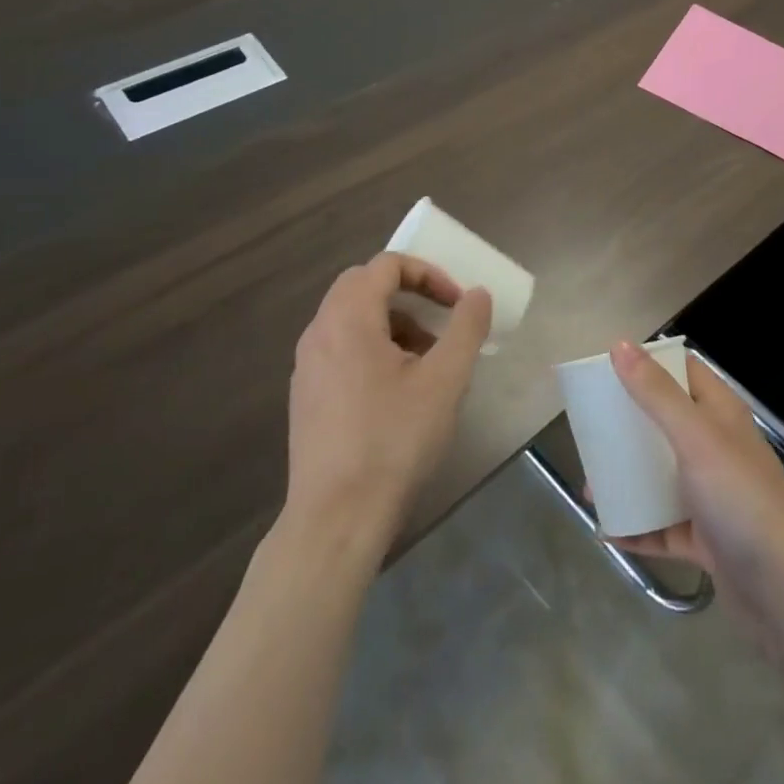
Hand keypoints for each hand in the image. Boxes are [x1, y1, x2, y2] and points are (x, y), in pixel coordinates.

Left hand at [281, 253, 491, 555]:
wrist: (336, 518)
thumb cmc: (394, 441)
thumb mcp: (445, 380)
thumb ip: (465, 327)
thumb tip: (477, 294)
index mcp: (348, 319)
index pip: (386, 265)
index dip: (428, 274)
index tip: (456, 304)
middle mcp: (319, 333)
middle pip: (363, 286)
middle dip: (408, 294)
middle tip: (440, 321)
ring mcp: (307, 367)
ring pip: (350, 319)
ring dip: (392, 322)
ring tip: (426, 360)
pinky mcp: (306, 396)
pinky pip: (340, 348)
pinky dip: (373, 347)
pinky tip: (397, 391)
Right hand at [606, 341, 783, 613]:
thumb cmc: (740, 498)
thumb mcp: (695, 437)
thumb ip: (657, 393)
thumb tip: (621, 346)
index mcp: (720, 413)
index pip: (684, 372)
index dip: (650, 364)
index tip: (607, 368)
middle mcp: (717, 447)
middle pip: (666, 423)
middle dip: (629, 425)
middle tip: (589, 428)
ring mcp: (712, 495)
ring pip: (662, 475)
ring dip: (628, 478)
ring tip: (590, 485)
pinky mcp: (705, 538)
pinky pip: (662, 525)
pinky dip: (636, 526)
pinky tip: (606, 529)